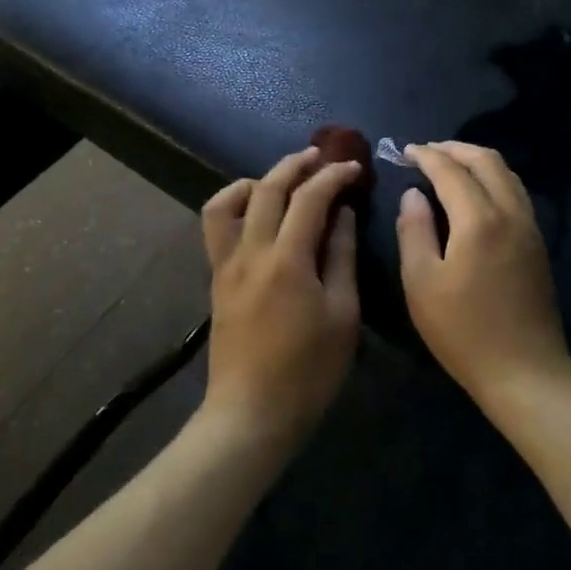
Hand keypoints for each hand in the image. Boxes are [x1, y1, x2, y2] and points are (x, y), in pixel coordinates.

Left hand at [199, 147, 362, 450]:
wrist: (251, 413)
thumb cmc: (308, 371)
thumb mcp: (342, 315)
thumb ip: (341, 257)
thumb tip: (342, 214)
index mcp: (287, 260)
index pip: (310, 198)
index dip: (333, 176)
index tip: (353, 167)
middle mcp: (250, 252)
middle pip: (268, 189)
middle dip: (295, 165)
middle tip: (320, 156)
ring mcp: (226, 264)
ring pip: (228, 202)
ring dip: (257, 180)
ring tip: (282, 180)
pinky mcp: (216, 279)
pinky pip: (217, 227)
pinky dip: (235, 206)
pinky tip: (257, 215)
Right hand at [397, 141, 570, 408]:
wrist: (525, 371)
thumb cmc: (463, 331)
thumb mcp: (421, 283)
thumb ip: (414, 230)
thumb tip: (413, 194)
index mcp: (479, 220)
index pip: (450, 170)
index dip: (426, 156)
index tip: (404, 152)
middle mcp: (510, 213)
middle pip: (487, 160)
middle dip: (454, 149)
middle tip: (426, 152)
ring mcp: (530, 227)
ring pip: (507, 174)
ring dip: (477, 161)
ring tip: (449, 166)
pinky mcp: (538, 244)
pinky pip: (516, 193)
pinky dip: (493, 179)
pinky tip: (475, 195)